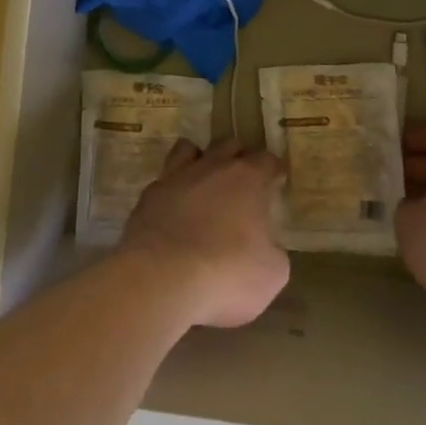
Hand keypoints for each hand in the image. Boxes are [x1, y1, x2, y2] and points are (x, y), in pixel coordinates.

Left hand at [120, 139, 289, 328]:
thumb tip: (266, 249)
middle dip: (238, 157)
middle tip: (243, 180)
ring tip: (203, 181)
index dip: (273, 168)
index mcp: (248, 179)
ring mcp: (176, 178)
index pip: (266, 159)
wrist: (161, 279)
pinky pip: (163, 181)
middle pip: (228, 144)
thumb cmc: (226, 272)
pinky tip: (173, 211)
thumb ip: (272, 252)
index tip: (276, 179)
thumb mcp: (271, 273)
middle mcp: (212, 167)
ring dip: (199, 159)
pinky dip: (172, 191)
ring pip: (188, 149)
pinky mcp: (148, 196)